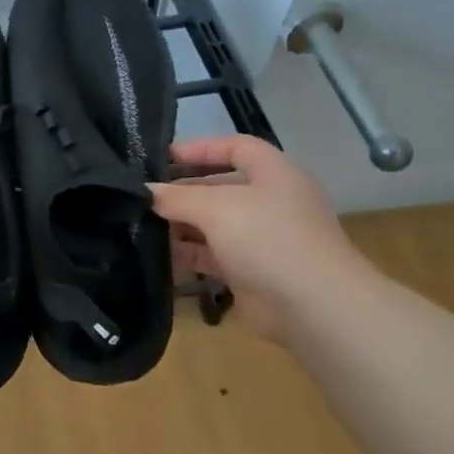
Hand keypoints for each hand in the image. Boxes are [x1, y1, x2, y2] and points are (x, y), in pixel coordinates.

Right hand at [150, 136, 371, 341]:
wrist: (313, 306)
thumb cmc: (268, 239)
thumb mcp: (218, 208)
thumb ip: (178, 198)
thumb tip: (146, 192)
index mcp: (273, 174)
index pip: (235, 147)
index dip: (199, 148)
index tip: (161, 157)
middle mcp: (269, 201)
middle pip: (220, 187)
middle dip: (182, 191)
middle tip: (142, 197)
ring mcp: (261, 238)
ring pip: (214, 224)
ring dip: (181, 225)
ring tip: (141, 226)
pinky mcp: (251, 271)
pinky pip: (213, 256)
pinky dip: (188, 254)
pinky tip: (158, 257)